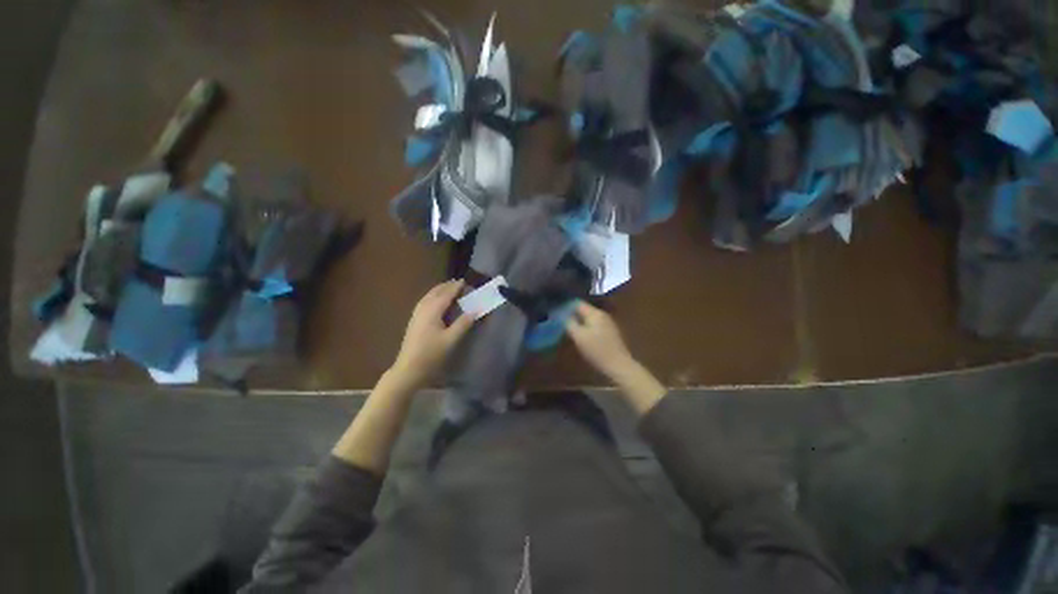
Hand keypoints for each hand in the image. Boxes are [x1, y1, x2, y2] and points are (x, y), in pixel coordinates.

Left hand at [391, 280, 476, 388]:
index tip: (465, 281)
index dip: (455, 287)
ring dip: (439, 291)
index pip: (446, 294)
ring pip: (428, 296)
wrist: (409, 369)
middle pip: (435, 293)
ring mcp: (416, 315)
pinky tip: (435, 302)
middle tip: (458, 283)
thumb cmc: (431, 354)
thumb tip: (475, 310)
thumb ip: (463, 323)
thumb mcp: (451, 340)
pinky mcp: (414, 321)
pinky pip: (424, 302)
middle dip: (446, 286)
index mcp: (432, 311)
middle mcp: (423, 309)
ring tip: (448, 289)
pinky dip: (433, 297)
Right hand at [565, 301, 635, 380]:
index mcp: (595, 313)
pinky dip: (586, 328)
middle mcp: (602, 314)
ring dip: (579, 321)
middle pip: (584, 310)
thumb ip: (569, 323)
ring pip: (589, 318)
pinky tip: (581, 335)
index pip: (577, 303)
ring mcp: (608, 323)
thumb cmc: (597, 350)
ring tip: (568, 328)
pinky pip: (594, 325)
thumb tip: (561, 314)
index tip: (556, 312)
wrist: (619, 366)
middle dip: (572, 314)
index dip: (566, 306)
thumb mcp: (579, 337)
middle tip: (559, 321)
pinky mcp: (610, 333)